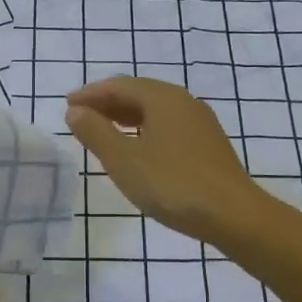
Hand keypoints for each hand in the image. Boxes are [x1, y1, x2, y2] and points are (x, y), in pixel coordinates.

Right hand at [65, 77, 264, 242]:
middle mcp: (184, 102)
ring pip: (155, 111)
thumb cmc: (172, 184)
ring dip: (125, 117)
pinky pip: (168, 126)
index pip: (119, 86)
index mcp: (163, 98)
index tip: (67, 105)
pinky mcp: (208, 144)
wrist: (234, 215)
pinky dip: (144, 130)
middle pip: (139, 93)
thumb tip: (75, 110)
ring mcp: (200, 123)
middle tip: (81, 117)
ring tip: (103, 132)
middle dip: (107, 103)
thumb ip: (96, 132)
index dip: (90, 94)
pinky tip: (138, 149)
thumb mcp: (124, 160)